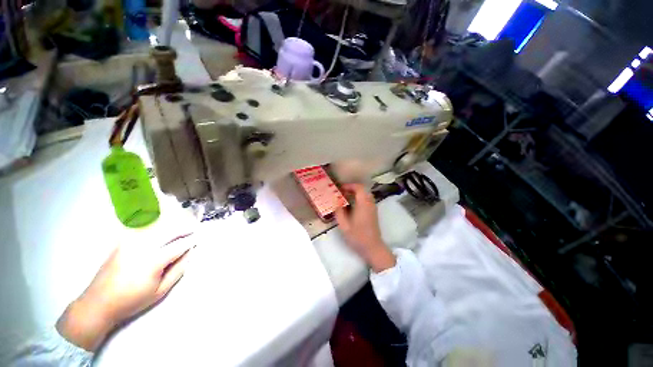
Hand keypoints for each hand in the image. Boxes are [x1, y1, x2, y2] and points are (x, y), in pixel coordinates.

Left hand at [57, 234, 194, 350]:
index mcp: (153, 261)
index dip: (191, 240)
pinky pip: (142, 228)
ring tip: (181, 225)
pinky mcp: (121, 241)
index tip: (200, 237)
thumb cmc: (132, 300)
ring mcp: (129, 242)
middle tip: (193, 229)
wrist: (98, 303)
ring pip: (157, 226)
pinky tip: (159, 223)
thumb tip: (190, 253)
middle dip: (184, 228)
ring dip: (171, 224)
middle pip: (169, 231)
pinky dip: (154, 223)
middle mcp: (142, 247)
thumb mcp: (160, 291)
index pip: (179, 245)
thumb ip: (178, 270)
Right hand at [335, 184, 395, 272]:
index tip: (341, 189)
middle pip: (362, 190)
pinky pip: (366, 200)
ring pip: (365, 195)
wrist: (372, 247)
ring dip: (355, 194)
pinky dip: (359, 199)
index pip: (359, 187)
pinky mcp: (373, 213)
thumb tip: (337, 203)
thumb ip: (339, 212)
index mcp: (363, 204)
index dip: (349, 186)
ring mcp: (373, 208)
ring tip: (345, 199)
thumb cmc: (358, 236)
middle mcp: (370, 203)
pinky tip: (351, 206)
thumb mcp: (344, 225)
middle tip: (342, 193)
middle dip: (352, 189)